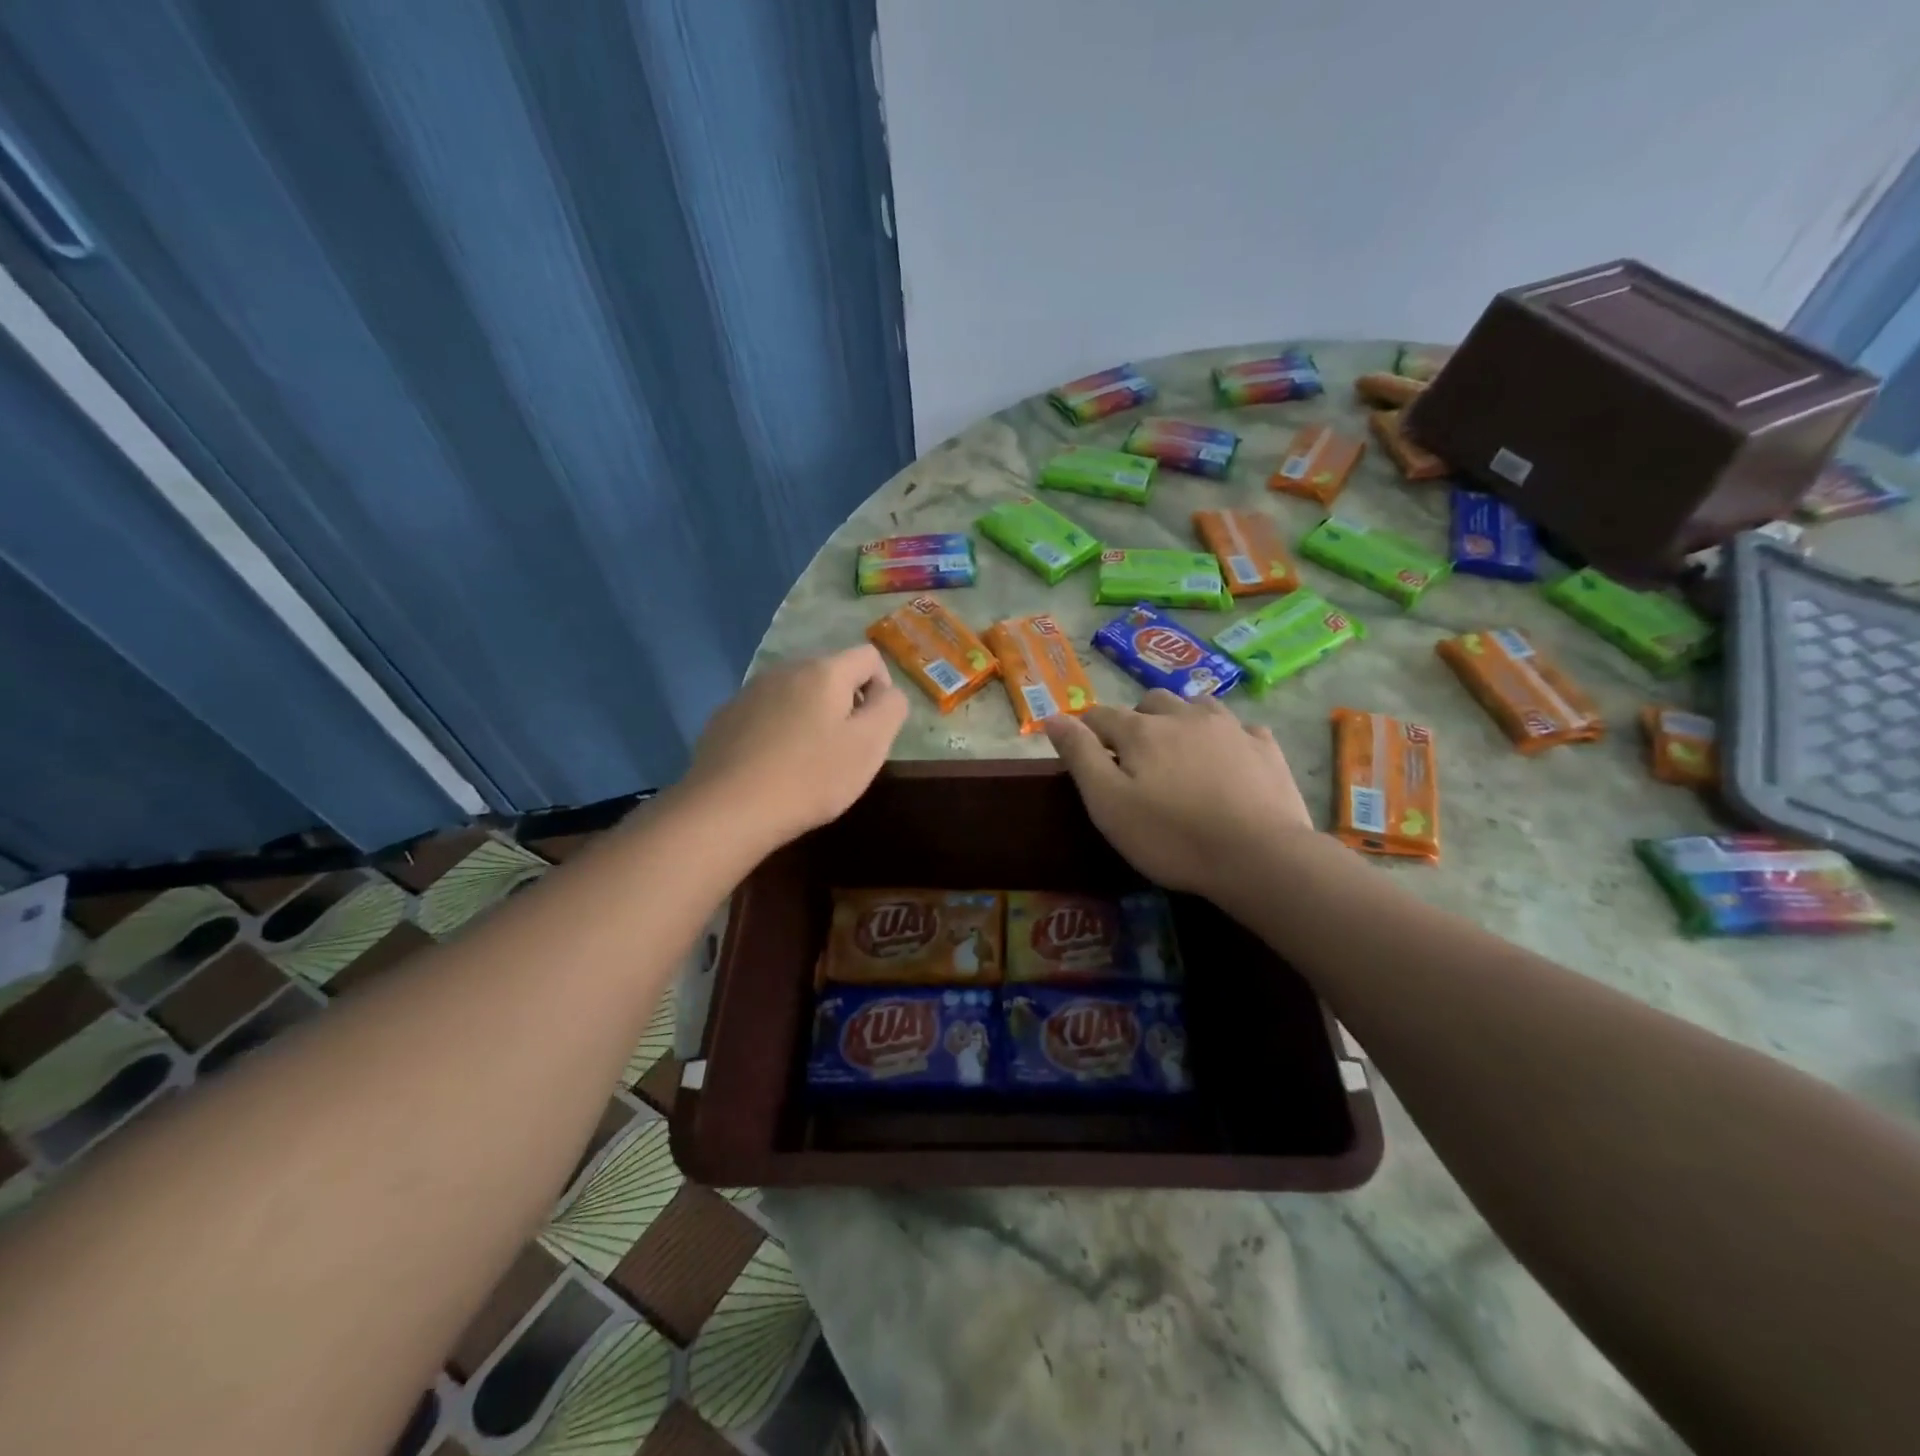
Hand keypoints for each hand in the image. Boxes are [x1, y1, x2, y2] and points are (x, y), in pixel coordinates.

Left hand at [683, 645, 907, 850]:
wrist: (727, 809)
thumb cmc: (810, 777)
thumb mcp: (870, 746)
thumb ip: (891, 709)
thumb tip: (888, 693)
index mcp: (824, 671)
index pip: (869, 656)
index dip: (883, 688)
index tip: (875, 729)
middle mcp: (785, 669)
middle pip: (830, 674)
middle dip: (846, 705)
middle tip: (844, 751)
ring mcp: (749, 692)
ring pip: (796, 695)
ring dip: (811, 718)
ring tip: (807, 763)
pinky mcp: (725, 718)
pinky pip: (766, 714)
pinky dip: (778, 732)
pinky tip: (773, 768)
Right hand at [1043, 691, 1313, 896]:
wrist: (1258, 857)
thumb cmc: (1172, 836)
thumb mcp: (1108, 804)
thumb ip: (1079, 756)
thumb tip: (1053, 717)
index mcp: (1141, 731)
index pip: (1100, 715)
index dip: (1085, 729)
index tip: (1083, 749)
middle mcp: (1184, 716)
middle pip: (1151, 702)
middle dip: (1136, 720)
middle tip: (1134, 756)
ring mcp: (1230, 728)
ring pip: (1197, 705)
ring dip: (1181, 718)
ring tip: (1180, 749)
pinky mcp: (1265, 747)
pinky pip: (1240, 727)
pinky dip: (1226, 736)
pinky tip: (1228, 758)